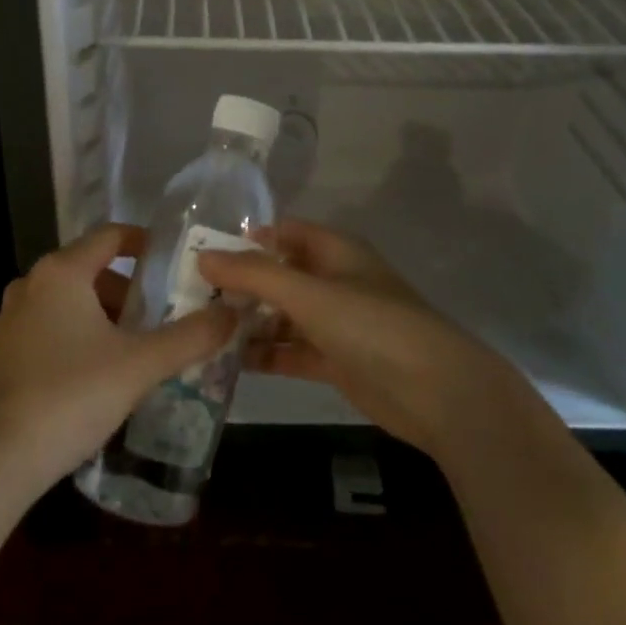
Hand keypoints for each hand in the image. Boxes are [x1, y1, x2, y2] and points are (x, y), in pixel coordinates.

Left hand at [0, 223, 238, 494]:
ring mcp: (7, 322)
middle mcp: (29, 286)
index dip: (145, 243)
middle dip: (128, 292)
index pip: (110, 236)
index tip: (173, 263)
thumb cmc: (71, 395)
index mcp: (61, 273)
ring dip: (101, 318)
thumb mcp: (140, 365)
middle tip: (159, 319)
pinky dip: (74, 339)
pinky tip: (93, 378)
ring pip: (67, 304)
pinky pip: (46, 331)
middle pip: (89, 271)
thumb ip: (191, 337)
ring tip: (132, 352)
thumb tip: (232, 314)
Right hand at [198, 221, 516, 459]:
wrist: (437, 392)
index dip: (245, 239)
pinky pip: (291, 350)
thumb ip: (255, 275)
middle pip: (278, 275)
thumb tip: (203, 256)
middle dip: (239, 285)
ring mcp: (335, 322)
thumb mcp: (310, 294)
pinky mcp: (336, 360)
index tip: (199, 252)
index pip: (282, 232)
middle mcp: (333, 280)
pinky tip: (228, 363)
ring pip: (282, 315)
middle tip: (188, 298)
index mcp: (334, 251)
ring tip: (200, 332)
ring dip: (248, 323)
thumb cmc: (373, 326)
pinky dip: (265, 354)